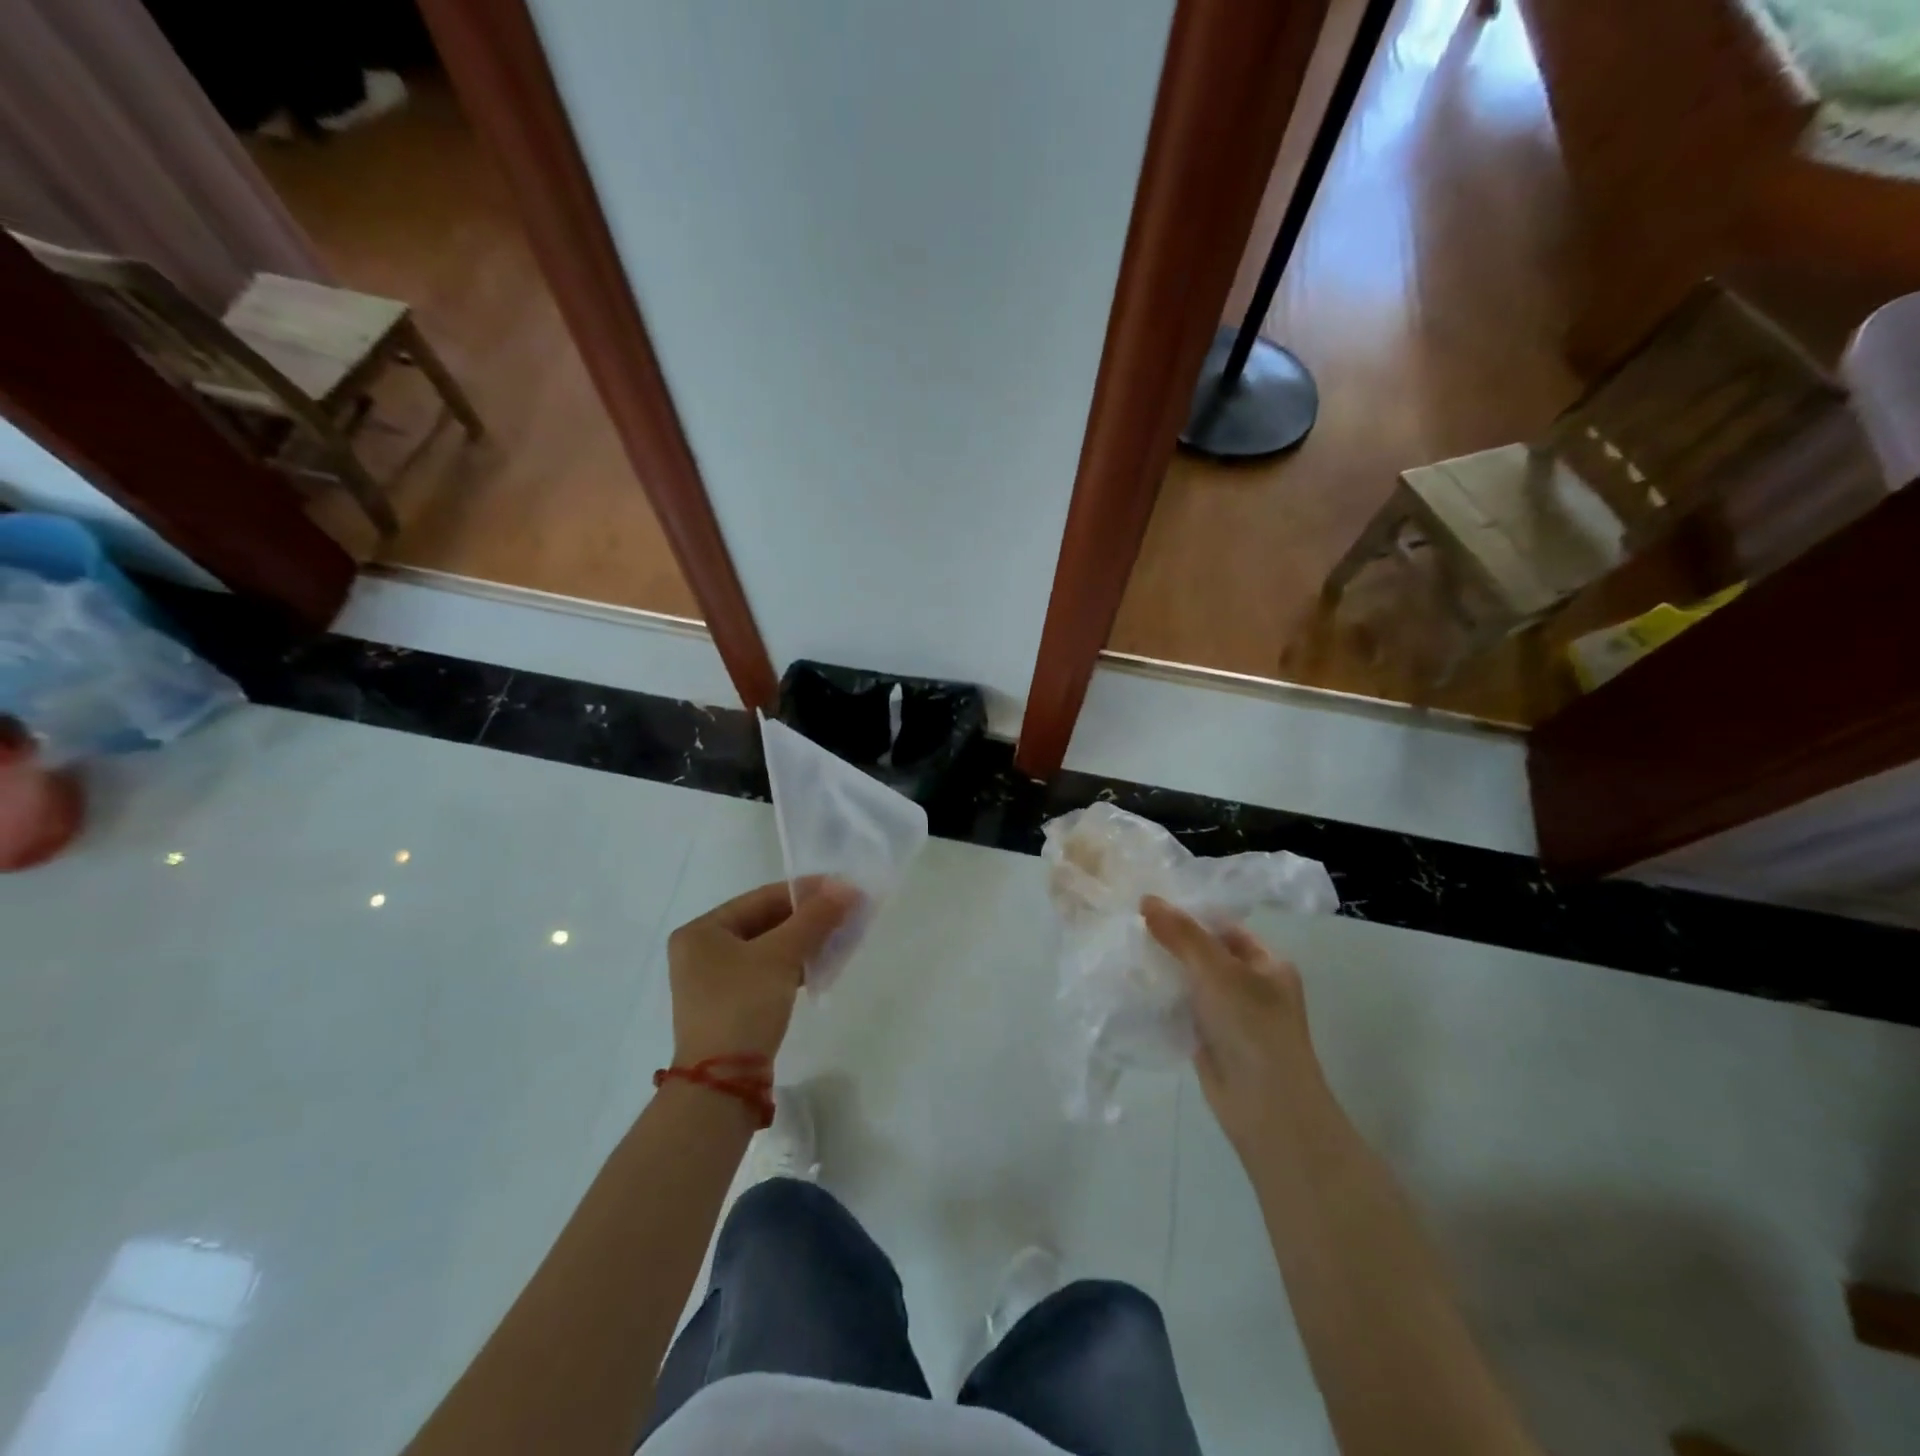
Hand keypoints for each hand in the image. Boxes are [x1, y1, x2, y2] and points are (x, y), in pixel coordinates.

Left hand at [666, 880, 860, 1064]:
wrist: (722, 1084)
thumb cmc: (743, 1005)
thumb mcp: (781, 956)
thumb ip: (815, 918)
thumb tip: (848, 888)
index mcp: (702, 930)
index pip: (762, 898)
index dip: (806, 891)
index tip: (843, 889)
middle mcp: (702, 950)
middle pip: (765, 922)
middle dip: (808, 919)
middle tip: (847, 913)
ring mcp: (715, 981)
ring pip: (769, 948)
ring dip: (805, 942)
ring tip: (841, 937)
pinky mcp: (731, 1005)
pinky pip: (767, 972)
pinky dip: (794, 966)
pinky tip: (822, 965)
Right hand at [1142, 896, 1316, 1152]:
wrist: (1266, 1108)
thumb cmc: (1252, 1027)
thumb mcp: (1217, 970)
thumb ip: (1182, 934)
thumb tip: (1146, 899)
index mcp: (1268, 964)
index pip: (1224, 928)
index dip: (1190, 915)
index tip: (1148, 905)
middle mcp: (1252, 987)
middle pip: (1205, 954)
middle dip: (1171, 943)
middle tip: (1128, 925)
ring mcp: (1230, 1016)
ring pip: (1191, 982)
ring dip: (1163, 971)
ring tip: (1123, 950)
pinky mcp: (1210, 1040)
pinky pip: (1182, 1010)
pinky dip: (1161, 1000)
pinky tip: (1132, 987)